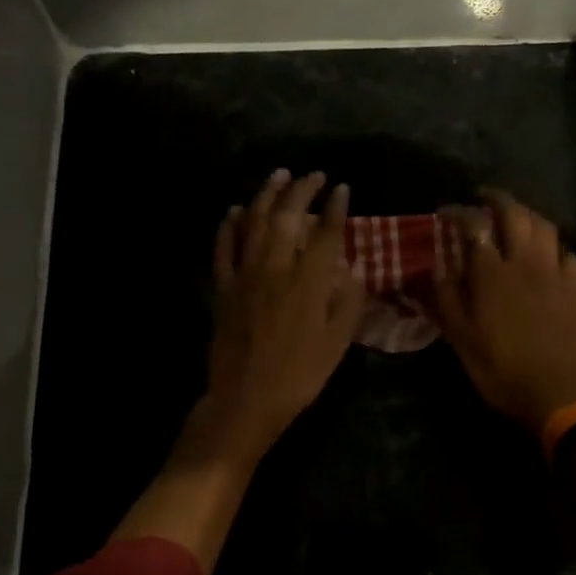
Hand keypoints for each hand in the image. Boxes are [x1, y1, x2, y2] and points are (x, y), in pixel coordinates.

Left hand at [196, 169, 363, 463]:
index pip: (325, 233)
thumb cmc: (299, 375)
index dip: (336, 208)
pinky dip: (229, 225)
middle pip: (287, 217)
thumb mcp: (338, 344)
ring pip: (253, 223)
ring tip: (278, 176)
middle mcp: (276, 268)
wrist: (247, 399)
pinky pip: (223, 248)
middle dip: (302, 190)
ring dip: (266, 194)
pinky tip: (235, 210)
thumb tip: (351, 271)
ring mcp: (245, 275)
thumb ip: (348, 303)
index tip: (342, 189)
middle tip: (314, 175)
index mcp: (309, 282)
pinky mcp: (223, 287)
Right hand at [432, 189, 575, 434]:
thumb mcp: (459, 337)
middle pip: (515, 213)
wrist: (553, 392)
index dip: (459, 212)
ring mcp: (555, 273)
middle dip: (497, 199)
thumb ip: (446, 296)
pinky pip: (568, 253)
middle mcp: (525, 262)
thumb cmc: (498, 367)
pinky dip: (554, 246)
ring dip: (528, 214)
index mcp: (492, 273)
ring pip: (545, 226)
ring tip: (515, 218)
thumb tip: (437, 265)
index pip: (474, 225)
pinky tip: (547, 255)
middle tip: (483, 198)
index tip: (446, 211)